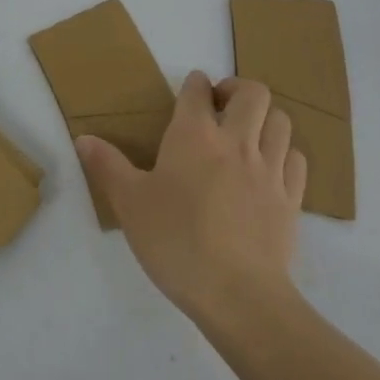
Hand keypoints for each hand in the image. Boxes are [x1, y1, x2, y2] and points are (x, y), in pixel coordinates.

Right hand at [76, 71, 306, 323]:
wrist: (238, 296)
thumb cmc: (177, 242)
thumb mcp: (130, 204)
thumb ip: (107, 166)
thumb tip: (83, 138)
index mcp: (194, 136)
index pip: (198, 90)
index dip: (194, 83)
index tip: (190, 90)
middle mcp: (236, 142)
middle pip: (253, 93)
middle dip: (237, 90)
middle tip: (221, 106)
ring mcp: (269, 170)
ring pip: (280, 121)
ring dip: (264, 118)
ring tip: (247, 134)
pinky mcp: (291, 200)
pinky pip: (296, 159)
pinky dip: (284, 153)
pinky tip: (270, 168)